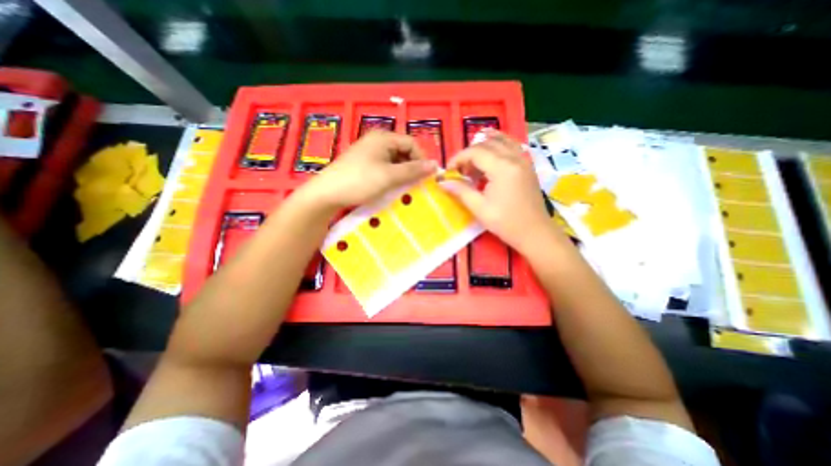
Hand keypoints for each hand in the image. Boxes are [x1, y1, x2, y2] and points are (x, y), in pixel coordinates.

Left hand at [303, 131, 436, 210]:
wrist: (327, 194)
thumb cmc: (359, 181)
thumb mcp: (389, 176)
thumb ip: (413, 170)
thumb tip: (435, 165)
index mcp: (383, 138)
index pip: (411, 143)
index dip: (421, 159)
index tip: (426, 177)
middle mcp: (377, 141)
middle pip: (403, 151)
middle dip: (412, 167)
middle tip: (415, 184)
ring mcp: (369, 153)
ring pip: (394, 161)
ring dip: (402, 173)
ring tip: (404, 188)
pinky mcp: (364, 164)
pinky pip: (385, 167)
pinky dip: (392, 176)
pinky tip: (391, 187)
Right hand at [440, 129, 556, 254]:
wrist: (535, 232)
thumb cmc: (506, 223)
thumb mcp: (480, 208)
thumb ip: (461, 191)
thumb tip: (443, 182)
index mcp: (503, 167)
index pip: (475, 152)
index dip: (459, 158)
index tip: (449, 171)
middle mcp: (514, 157)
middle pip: (487, 144)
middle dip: (469, 154)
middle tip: (460, 171)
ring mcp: (523, 160)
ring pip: (500, 141)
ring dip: (483, 148)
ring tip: (473, 164)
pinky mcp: (527, 165)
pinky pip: (511, 146)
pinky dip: (497, 147)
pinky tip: (490, 157)